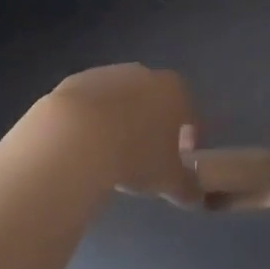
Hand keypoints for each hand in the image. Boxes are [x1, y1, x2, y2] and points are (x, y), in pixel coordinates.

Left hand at [42, 64, 201, 203]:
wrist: (74, 137)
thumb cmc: (134, 155)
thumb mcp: (169, 180)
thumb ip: (187, 186)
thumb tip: (195, 195)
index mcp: (173, 90)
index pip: (189, 113)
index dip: (188, 140)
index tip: (179, 163)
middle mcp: (143, 73)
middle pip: (154, 101)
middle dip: (152, 128)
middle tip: (144, 160)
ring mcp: (107, 74)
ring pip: (121, 101)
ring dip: (120, 122)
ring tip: (110, 156)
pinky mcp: (75, 81)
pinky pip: (91, 105)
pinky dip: (91, 122)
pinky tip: (84, 147)